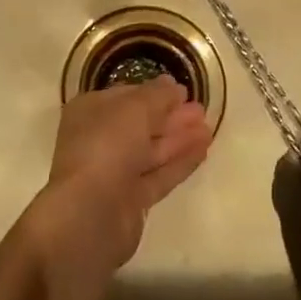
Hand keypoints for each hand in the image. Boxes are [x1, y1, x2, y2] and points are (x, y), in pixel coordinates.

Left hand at [37, 76, 212, 272]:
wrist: (90, 214)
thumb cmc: (107, 146)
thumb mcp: (134, 108)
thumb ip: (157, 95)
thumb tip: (172, 85)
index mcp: (90, 112)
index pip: (126, 97)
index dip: (154, 93)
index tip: (183, 91)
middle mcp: (100, 140)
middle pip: (141, 124)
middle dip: (171, 116)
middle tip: (202, 109)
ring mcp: (115, 172)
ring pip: (152, 150)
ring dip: (180, 138)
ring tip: (210, 128)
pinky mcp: (131, 199)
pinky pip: (159, 175)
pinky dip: (180, 162)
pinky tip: (203, 150)